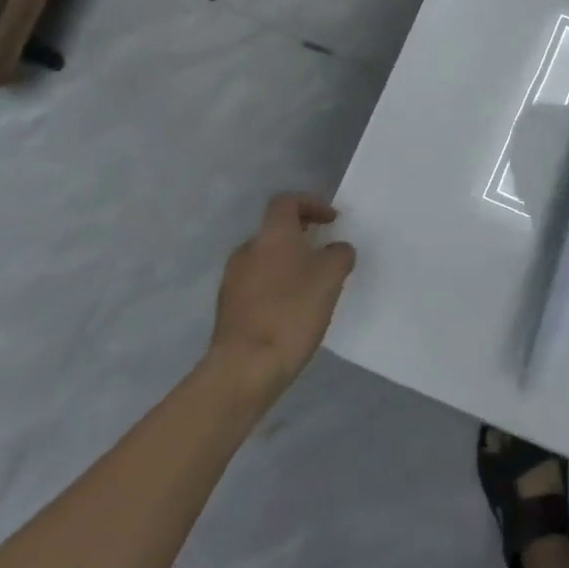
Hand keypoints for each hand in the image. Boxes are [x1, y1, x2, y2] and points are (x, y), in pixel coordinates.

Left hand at [210, 194, 356, 387]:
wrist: (246, 366)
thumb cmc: (293, 310)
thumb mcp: (332, 276)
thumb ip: (339, 254)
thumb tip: (335, 250)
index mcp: (272, 235)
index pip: (287, 202)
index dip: (311, 204)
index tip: (331, 220)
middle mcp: (247, 250)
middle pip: (275, 231)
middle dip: (302, 237)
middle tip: (325, 253)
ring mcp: (233, 279)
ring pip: (266, 259)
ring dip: (289, 264)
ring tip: (313, 285)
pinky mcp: (229, 307)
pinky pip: (257, 284)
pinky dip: (277, 286)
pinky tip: (293, 309)